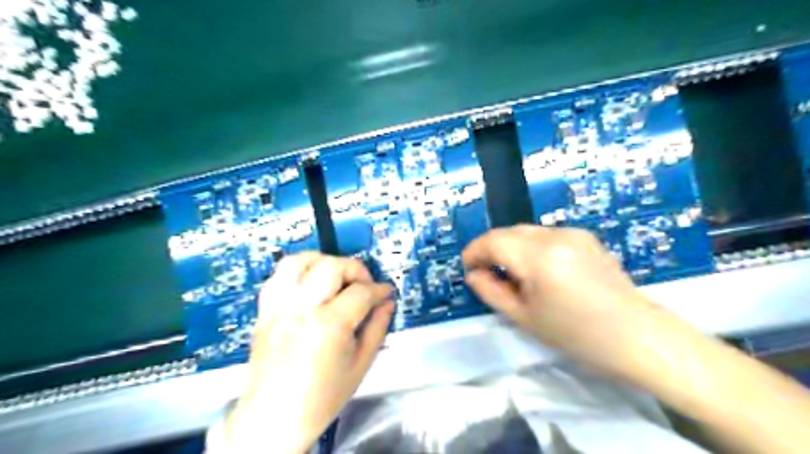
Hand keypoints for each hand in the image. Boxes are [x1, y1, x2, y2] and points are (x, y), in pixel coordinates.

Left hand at [222, 253, 394, 452]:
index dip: (380, 289)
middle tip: (363, 285)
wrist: (274, 418)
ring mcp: (279, 307)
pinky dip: (298, 271)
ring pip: (300, 261)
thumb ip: (378, 327)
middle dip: (355, 269)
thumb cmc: (322, 397)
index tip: (386, 293)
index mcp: (329, 326)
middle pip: (332, 266)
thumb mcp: (361, 364)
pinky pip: (278, 275)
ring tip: (335, 277)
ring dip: (323, 261)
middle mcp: (301, 309)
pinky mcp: (265, 310)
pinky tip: (310, 283)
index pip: (361, 292)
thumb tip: (387, 303)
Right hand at [462, 225, 671, 381]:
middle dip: (491, 248)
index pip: (493, 241)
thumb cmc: (578, 335)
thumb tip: (474, 275)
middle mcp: (555, 235)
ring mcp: (573, 233)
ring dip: (510, 246)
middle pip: (509, 231)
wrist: (639, 337)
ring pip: (526, 231)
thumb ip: (492, 292)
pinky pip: (546, 235)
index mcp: (539, 256)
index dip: (474, 251)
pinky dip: (531, 246)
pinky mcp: (586, 237)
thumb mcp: (525, 318)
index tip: (467, 267)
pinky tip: (538, 269)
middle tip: (486, 273)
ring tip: (511, 273)